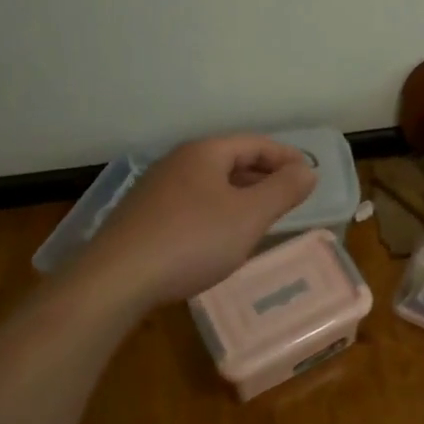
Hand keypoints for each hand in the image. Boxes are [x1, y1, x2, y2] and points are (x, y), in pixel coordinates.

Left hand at [81, 135, 317, 306]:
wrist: (116, 280)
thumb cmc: (192, 241)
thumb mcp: (248, 217)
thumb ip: (283, 191)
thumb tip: (308, 170)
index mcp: (204, 152)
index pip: (255, 143)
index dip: (285, 157)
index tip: (308, 175)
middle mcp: (178, 162)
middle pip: (230, 160)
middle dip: (263, 176)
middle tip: (288, 196)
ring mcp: (155, 189)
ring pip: (209, 184)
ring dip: (239, 195)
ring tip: (259, 217)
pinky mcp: (141, 217)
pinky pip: (191, 204)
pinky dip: (215, 212)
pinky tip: (218, 238)